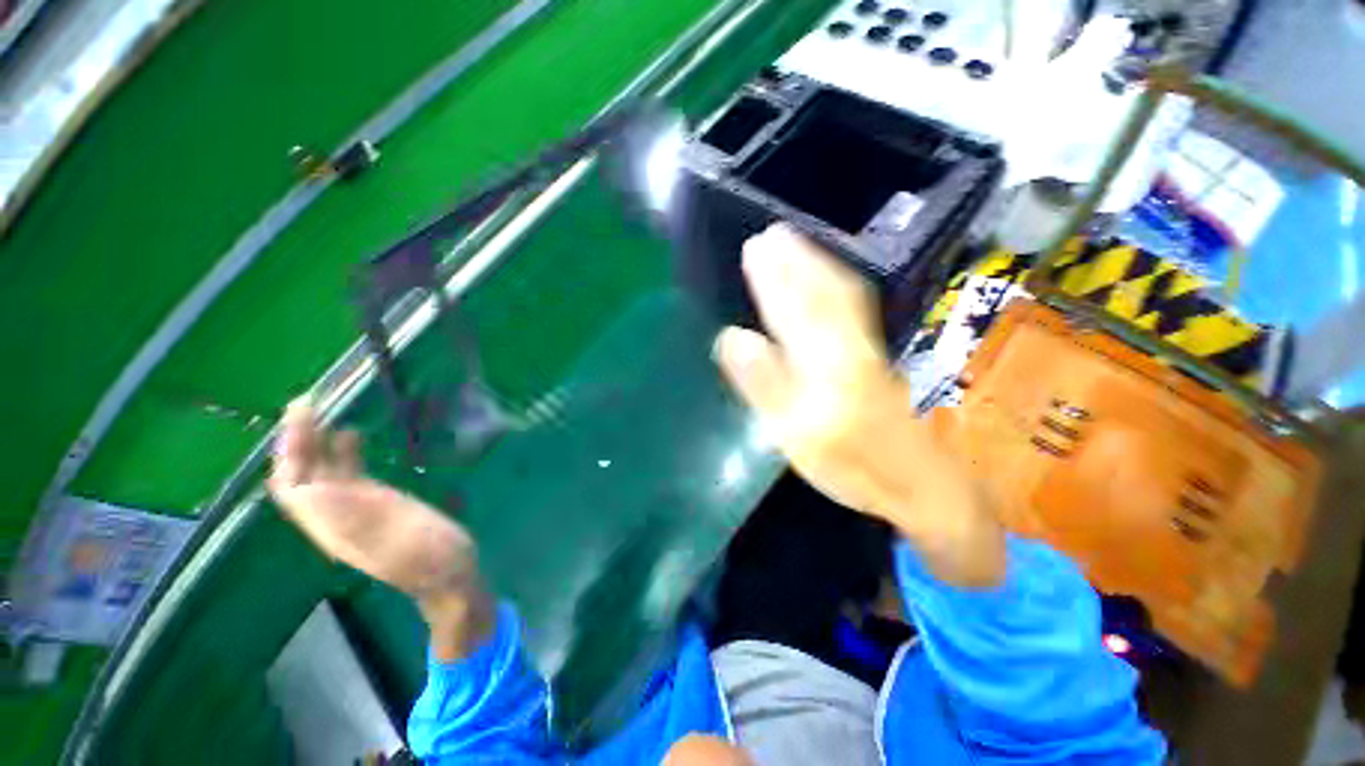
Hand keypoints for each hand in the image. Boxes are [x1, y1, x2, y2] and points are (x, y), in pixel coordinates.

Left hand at [268, 398, 493, 657]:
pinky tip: (351, 433)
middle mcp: (334, 515)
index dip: (290, 450)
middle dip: (298, 440)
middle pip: (302, 476)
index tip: (302, 414)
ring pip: (322, 472)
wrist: (450, 572)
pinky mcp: (376, 503)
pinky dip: (344, 451)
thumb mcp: (395, 539)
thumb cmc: (429, 558)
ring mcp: (355, 508)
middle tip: (308, 401)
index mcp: (332, 526)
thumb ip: (354, 517)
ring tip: (323, 409)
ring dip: (316, 442)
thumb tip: (311, 488)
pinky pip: (348, 473)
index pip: (292, 486)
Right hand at [713, 224, 1004, 587]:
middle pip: (822, 293)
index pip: (794, 308)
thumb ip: (763, 384)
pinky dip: (840, 287)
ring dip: (819, 265)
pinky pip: (855, 311)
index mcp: (825, 360)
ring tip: (797, 244)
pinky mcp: (875, 359)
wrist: (918, 484)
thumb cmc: (852, 465)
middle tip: (772, 232)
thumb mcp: (795, 433)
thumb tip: (732, 336)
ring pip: (843, 296)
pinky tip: (831, 283)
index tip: (754, 247)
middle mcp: (848, 344)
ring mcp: (867, 350)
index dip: (773, 276)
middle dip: (796, 260)